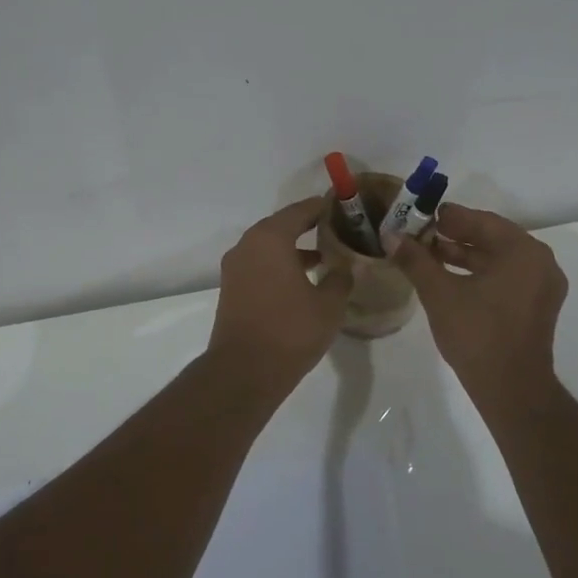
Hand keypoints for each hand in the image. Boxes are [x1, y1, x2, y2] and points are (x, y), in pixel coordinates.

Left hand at [207, 197, 353, 392]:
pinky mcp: (231, 288)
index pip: (300, 211)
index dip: (322, 207)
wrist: (244, 370)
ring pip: (268, 247)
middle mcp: (248, 245)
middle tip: (335, 229)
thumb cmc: (290, 331)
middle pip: (281, 225)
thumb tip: (346, 267)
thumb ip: (340, 279)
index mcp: (270, 238)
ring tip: (324, 257)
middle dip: (307, 226)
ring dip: (293, 248)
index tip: (341, 207)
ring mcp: (235, 267)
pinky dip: (279, 265)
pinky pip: (259, 265)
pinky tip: (301, 281)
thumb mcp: (328, 305)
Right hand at [387, 204, 567, 406]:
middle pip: (491, 237)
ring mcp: (542, 285)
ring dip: (464, 254)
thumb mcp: (439, 293)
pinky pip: (506, 276)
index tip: (418, 215)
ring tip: (428, 254)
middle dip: (454, 235)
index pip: (480, 220)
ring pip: (498, 258)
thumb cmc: (477, 334)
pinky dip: (479, 272)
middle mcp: (540, 261)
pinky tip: (449, 277)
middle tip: (420, 234)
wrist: (511, 389)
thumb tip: (392, 235)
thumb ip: (416, 260)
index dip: (446, 217)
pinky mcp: (537, 305)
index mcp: (523, 251)